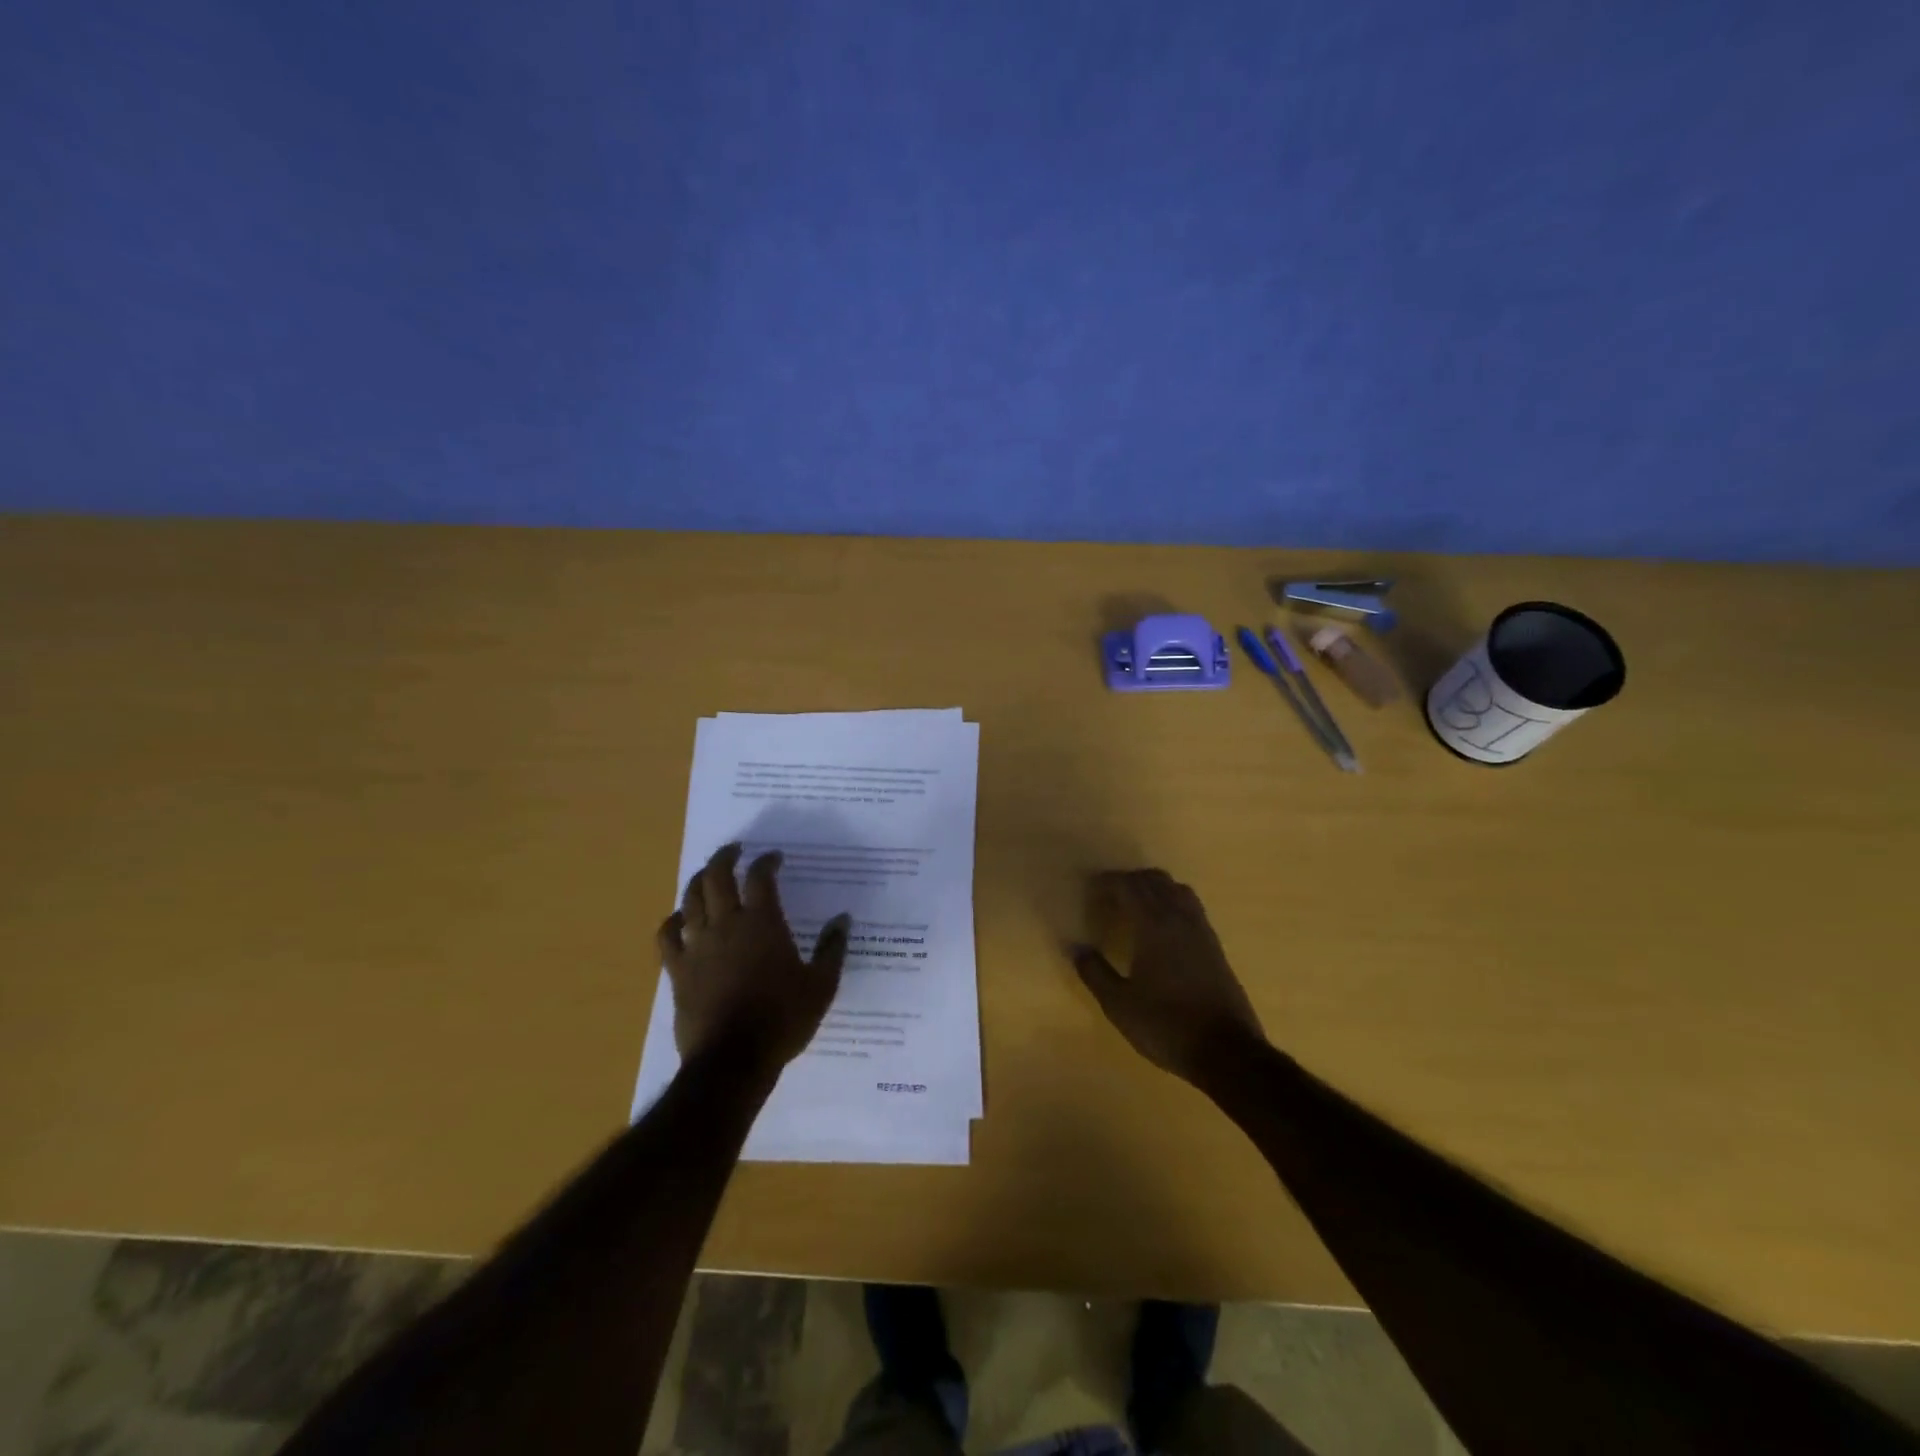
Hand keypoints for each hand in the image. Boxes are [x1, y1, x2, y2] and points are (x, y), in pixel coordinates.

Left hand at [657, 843, 849, 1070]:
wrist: (732, 1059)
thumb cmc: (782, 1019)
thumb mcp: (821, 985)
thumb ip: (832, 948)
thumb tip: (842, 919)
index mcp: (763, 923)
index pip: (760, 877)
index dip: (766, 861)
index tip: (774, 857)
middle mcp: (727, 924)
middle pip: (717, 877)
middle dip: (726, 857)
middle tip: (735, 850)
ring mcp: (698, 945)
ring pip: (690, 899)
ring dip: (699, 880)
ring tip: (708, 875)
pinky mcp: (678, 970)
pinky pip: (668, 936)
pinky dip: (673, 920)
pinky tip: (680, 918)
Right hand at [1070, 869, 1265, 1082]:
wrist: (1227, 1051)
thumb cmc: (1166, 1025)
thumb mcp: (1119, 1004)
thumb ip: (1095, 972)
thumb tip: (1077, 949)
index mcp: (1154, 924)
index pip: (1128, 886)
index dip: (1107, 883)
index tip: (1089, 891)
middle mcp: (1180, 918)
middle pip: (1154, 880)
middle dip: (1129, 882)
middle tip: (1108, 899)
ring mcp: (1202, 930)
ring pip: (1176, 889)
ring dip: (1153, 889)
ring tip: (1134, 908)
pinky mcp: (1215, 946)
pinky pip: (1190, 907)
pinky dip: (1170, 903)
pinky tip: (1160, 929)